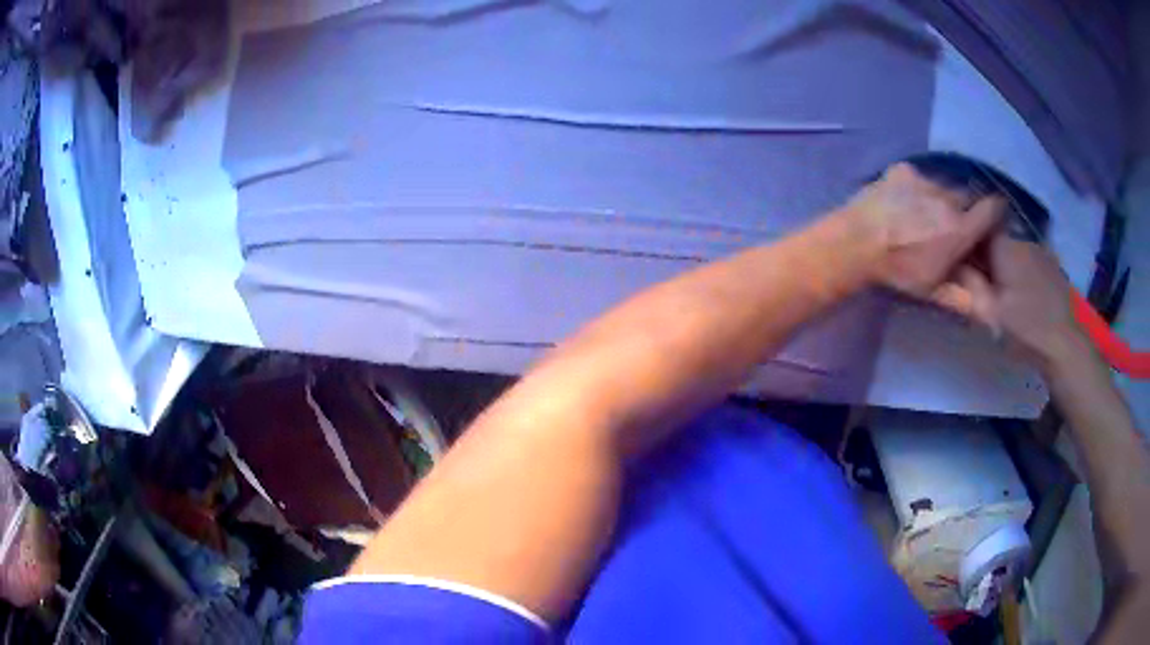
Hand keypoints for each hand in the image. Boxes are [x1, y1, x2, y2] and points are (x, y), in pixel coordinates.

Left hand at [843, 163, 1003, 297]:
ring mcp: (924, 179)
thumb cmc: (899, 271)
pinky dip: (918, 189)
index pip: (993, 207)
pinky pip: (920, 177)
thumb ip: (967, 298)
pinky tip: (904, 204)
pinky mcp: (903, 170)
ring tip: (925, 216)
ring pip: (945, 185)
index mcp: (960, 228)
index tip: (989, 223)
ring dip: (942, 198)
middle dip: (966, 210)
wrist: (856, 242)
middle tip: (952, 226)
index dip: (994, 213)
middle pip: (968, 196)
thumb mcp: (934, 291)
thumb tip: (994, 316)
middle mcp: (947, 197)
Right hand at [931, 232, 1089, 370]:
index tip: (955, 258)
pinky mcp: (1052, 268)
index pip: (976, 227)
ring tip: (997, 291)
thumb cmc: (1027, 330)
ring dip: (1002, 265)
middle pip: (994, 239)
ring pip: (1012, 251)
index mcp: (1004, 247)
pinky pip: (1026, 261)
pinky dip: (1018, 273)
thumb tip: (948, 265)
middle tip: (974, 281)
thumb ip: (967, 286)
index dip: (964, 240)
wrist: (1068, 346)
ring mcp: (1040, 252)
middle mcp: (1022, 240)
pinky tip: (1020, 295)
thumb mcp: (990, 314)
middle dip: (983, 255)